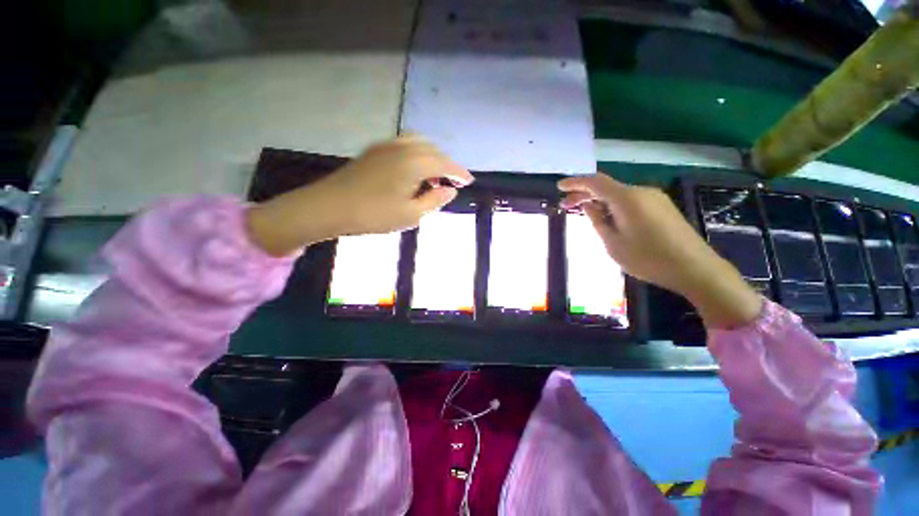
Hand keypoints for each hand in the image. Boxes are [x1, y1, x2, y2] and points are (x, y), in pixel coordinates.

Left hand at [247, 135, 473, 255]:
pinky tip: (413, 172)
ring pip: (419, 144)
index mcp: (415, 163)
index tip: (470, 181)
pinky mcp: (375, 150)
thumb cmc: (374, 214)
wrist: (329, 206)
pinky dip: (417, 155)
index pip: (446, 164)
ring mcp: (387, 146)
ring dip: (431, 158)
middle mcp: (404, 147)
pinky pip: (404, 145)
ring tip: (433, 178)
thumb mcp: (411, 214)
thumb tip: (450, 190)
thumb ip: (434, 200)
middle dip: (447, 165)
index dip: (460, 172)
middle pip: (434, 151)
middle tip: (452, 183)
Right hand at [558, 174, 761, 328]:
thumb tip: (588, 206)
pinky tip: (608, 219)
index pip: (595, 182)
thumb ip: (597, 221)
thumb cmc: (648, 258)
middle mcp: (641, 191)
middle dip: (584, 194)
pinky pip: (630, 201)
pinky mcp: (662, 207)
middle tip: (565, 206)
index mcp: (627, 198)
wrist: (695, 269)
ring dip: (599, 201)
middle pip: (607, 187)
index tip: (559, 187)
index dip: (575, 182)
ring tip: (584, 214)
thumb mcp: (613, 243)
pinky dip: (613, 206)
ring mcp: (654, 198)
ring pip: (618, 194)